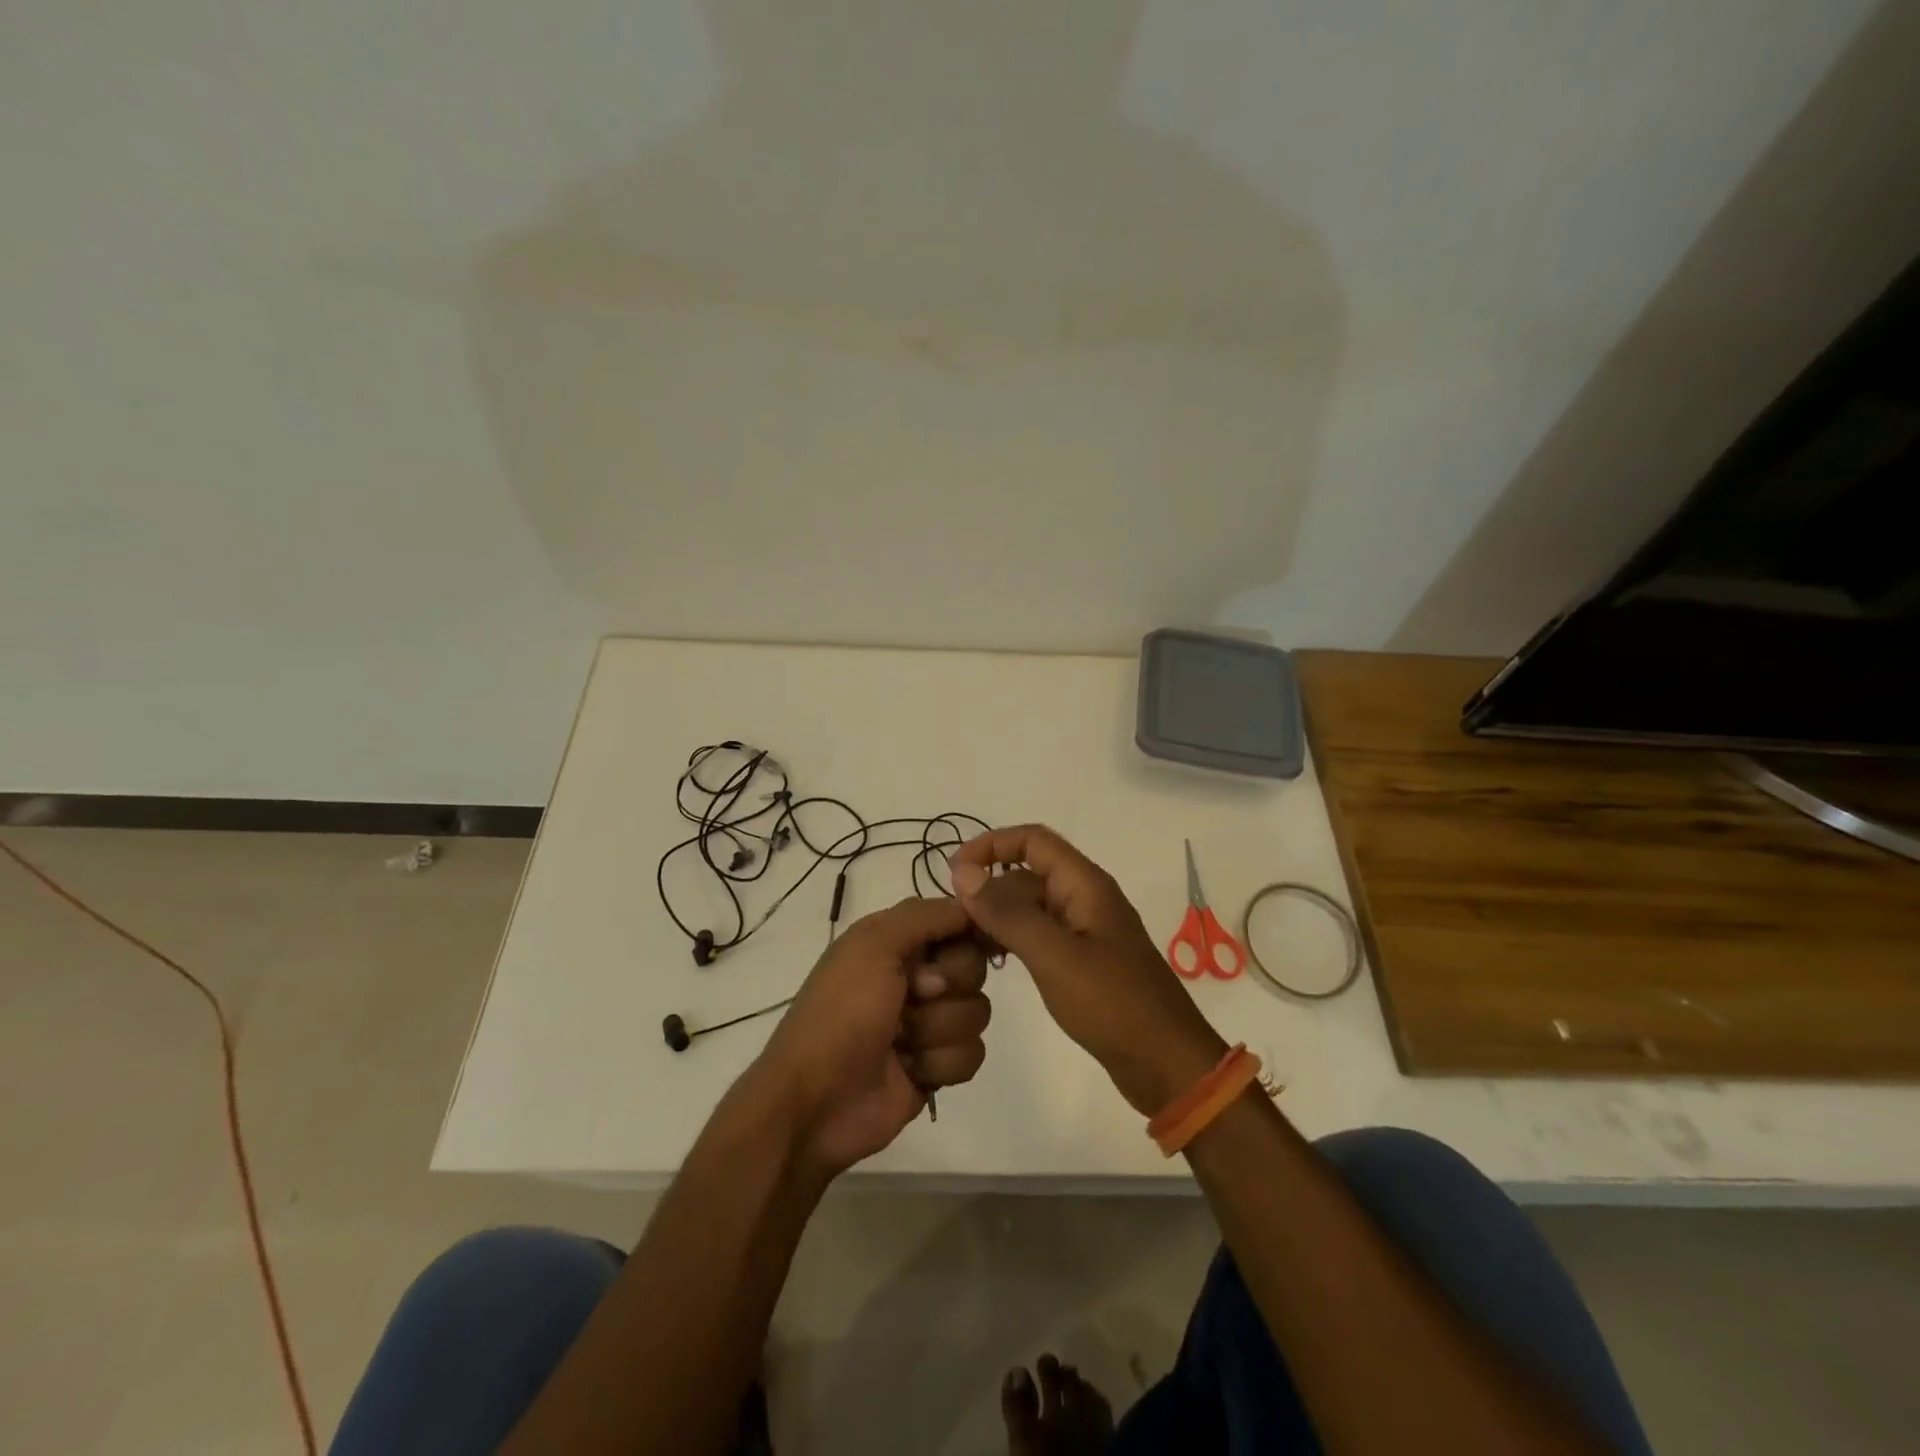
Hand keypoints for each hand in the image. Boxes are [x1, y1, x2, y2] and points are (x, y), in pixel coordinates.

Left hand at [753, 896, 991, 1178]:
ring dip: (937, 1028)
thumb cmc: (842, 1013)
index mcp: (897, 942)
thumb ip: (926, 915)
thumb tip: (972, 905)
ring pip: (977, 1012)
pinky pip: (972, 1054)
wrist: (815, 1101)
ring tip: (900, 1041)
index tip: (968, 941)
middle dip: (949, 984)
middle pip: (974, 966)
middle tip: (912, 995)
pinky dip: (940, 1063)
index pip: (957, 921)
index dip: (968, 931)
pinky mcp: (937, 1067)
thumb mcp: (874, 944)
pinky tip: (909, 1070)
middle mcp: (916, 976)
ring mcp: (928, 1023)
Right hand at [950, 826, 1225, 1115]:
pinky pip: (1039, 934)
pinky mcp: (1082, 959)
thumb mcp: (1055, 957)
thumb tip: (963, 872)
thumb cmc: (1113, 1004)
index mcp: (1085, 885)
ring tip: (966, 944)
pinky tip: (993, 961)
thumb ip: (1008, 913)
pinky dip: (1013, 939)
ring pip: (1031, 905)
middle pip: (1027, 873)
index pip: (1033, 839)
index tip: (953, 873)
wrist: (1166, 1065)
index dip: (991, 845)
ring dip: (998, 916)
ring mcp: (1084, 930)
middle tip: (953, 923)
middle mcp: (1085, 898)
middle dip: (989, 888)